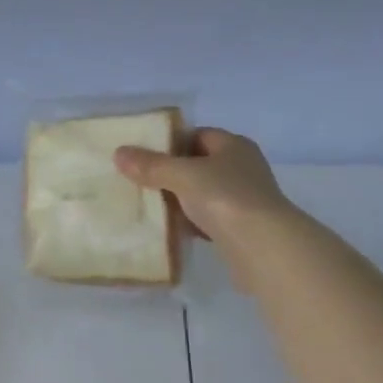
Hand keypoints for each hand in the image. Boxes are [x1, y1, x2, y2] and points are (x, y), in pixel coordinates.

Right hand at [114, 127, 292, 269]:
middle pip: (199, 165)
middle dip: (171, 174)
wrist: (263, 247)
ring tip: (147, 207)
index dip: (171, 142)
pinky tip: (169, 231)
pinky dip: (189, 224)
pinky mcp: (239, 229)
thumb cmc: (226, 199)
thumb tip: (119, 153)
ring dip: (179, 202)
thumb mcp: (184, 176)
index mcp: (234, 146)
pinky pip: (207, 221)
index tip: (143, 155)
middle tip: (138, 182)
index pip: (198, 135)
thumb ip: (152, 166)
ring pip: (202, 195)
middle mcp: (242, 168)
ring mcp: (243, 200)